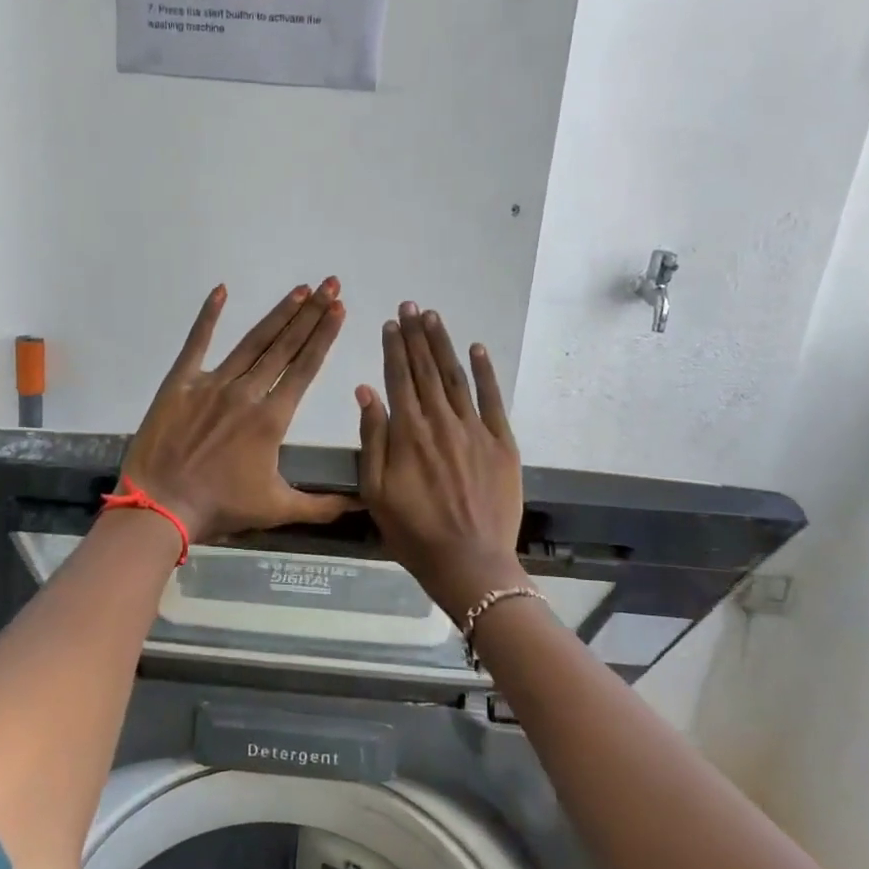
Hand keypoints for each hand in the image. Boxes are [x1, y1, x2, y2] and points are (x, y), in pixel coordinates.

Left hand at [122, 280, 357, 541]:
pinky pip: (196, 343)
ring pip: (252, 341)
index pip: (305, 368)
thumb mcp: (277, 509)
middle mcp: (246, 392)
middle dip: (311, 314)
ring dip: (278, 314)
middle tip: (330, 285)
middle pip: (284, 346)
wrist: (160, 506)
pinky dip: (208, 316)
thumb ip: (322, 505)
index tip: (340, 309)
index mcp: (271, 418)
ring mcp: (211, 383)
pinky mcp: (180, 382)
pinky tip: (221, 290)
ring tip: (300, 290)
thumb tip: (363, 504)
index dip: (324, 336)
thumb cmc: (220, 507)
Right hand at [357, 302, 528, 617]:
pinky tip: (478, 350)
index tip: (390, 323)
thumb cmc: (412, 531)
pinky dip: (485, 372)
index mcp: (407, 432)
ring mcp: (475, 430)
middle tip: (412, 307)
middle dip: (417, 336)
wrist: (469, 561)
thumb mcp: (375, 490)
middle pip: (426, 369)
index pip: (398, 378)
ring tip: (434, 318)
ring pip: (456, 377)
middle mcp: (441, 421)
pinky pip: (493, 399)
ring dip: (444, 345)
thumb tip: (366, 391)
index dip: (394, 347)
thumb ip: (371, 438)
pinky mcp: (502, 443)